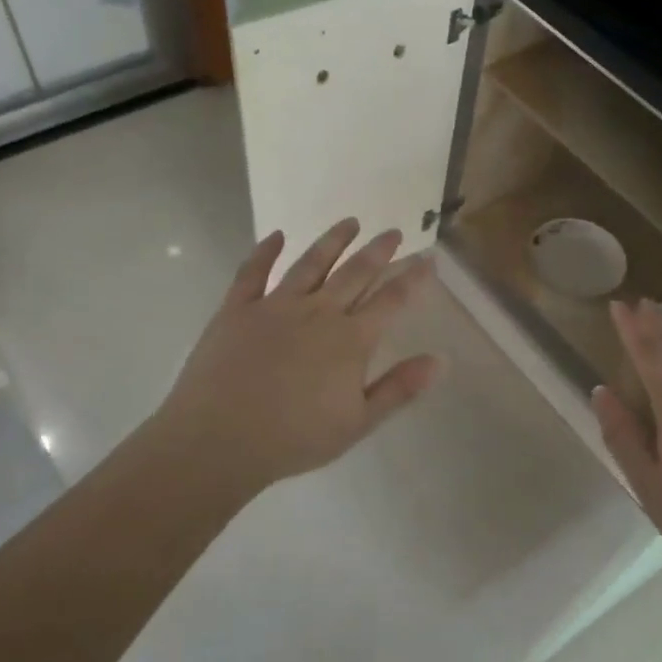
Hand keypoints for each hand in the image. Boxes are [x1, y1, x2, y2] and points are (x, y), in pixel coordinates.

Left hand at [147, 220, 444, 496]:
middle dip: (378, 251)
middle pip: (355, 273)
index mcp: (349, 340)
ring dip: (333, 240)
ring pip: (311, 263)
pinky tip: (276, 236)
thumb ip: (399, 388)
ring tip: (350, 222)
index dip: (412, 279)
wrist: (220, 438)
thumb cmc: (294, 438)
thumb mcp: (357, 423)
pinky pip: (253, 272)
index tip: (428, 259)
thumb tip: (440, 360)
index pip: (390, 300)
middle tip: (393, 232)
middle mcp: (317, 312)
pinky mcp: (238, 308)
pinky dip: (265, 251)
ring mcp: (275, 305)